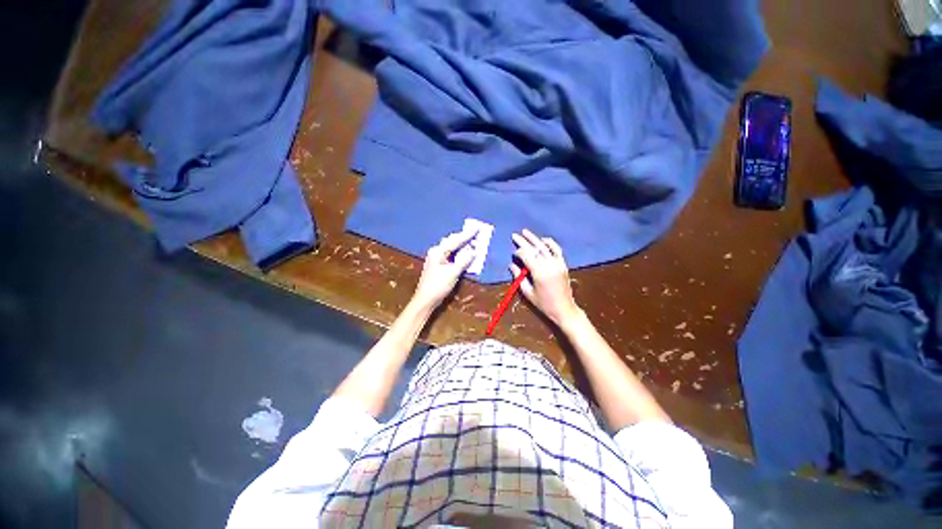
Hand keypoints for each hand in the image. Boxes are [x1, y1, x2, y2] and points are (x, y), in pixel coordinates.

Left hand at [412, 230, 476, 309]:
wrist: (425, 299)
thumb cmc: (438, 285)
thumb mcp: (453, 272)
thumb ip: (464, 260)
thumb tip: (474, 251)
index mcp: (438, 251)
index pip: (455, 240)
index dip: (467, 235)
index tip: (477, 229)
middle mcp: (436, 252)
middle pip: (451, 241)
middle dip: (463, 238)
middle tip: (475, 235)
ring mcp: (436, 258)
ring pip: (450, 247)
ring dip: (461, 245)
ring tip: (471, 242)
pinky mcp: (438, 265)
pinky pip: (450, 254)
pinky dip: (458, 252)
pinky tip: (463, 253)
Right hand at [510, 229, 580, 325]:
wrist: (564, 309)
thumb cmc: (544, 304)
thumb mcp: (528, 293)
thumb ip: (519, 277)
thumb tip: (512, 265)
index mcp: (539, 273)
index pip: (526, 256)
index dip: (519, 252)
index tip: (514, 254)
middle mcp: (549, 265)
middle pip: (534, 249)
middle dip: (523, 241)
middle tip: (515, 235)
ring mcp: (557, 263)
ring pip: (544, 247)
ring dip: (534, 239)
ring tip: (525, 232)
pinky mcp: (563, 264)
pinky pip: (557, 250)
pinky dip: (550, 243)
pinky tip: (543, 240)